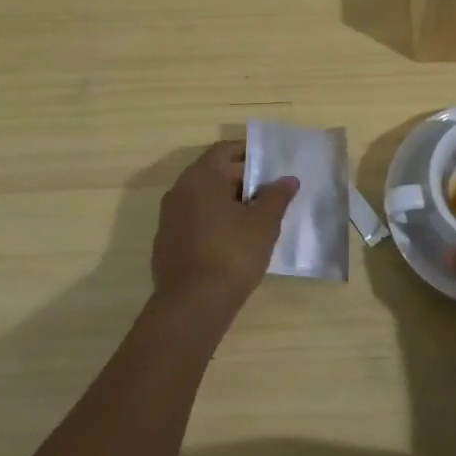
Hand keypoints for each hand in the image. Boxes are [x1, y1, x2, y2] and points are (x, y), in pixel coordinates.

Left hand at [151, 141, 297, 322]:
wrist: (192, 305)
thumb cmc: (231, 254)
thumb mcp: (264, 223)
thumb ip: (277, 196)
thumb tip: (288, 179)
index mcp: (201, 177)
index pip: (226, 150)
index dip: (251, 153)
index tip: (274, 164)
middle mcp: (179, 191)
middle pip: (214, 173)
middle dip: (243, 180)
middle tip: (272, 192)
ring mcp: (169, 218)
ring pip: (204, 199)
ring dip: (229, 202)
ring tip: (257, 217)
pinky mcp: (167, 242)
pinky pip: (195, 220)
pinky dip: (215, 222)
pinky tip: (235, 241)